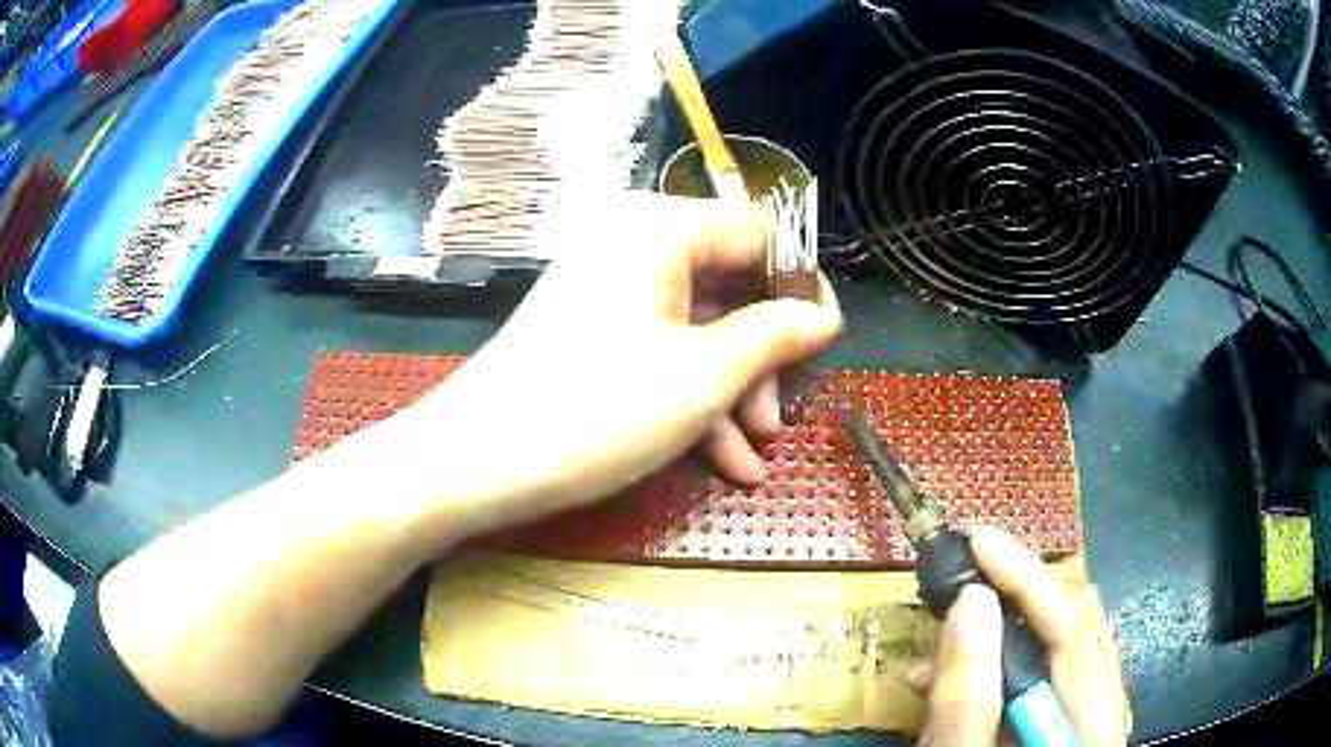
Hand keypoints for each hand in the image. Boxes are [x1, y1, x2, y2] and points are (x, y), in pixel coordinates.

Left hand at [405, 192, 842, 539]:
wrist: (474, 463)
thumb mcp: (702, 376)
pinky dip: (693, 398)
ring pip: (697, 326)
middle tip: (780, 416)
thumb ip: (774, 336)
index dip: (799, 285)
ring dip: (733, 388)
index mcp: (660, 229)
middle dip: (764, 355)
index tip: (824, 342)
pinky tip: (723, 460)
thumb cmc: (594, 410)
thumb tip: (824, 315)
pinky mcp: (592, 333)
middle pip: (729, 284)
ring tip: (755, 450)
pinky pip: (660, 351)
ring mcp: (608, 291)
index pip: (758, 232)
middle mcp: (633, 245)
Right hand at [922, 527, 1129, 746]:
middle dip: (1023, 585)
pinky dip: (1013, 650)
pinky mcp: (1077, 716)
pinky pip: (1058, 662)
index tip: (976, 541)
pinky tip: (966, 668)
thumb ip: (967, 698)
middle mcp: (1108, 709)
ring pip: (1071, 634)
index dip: (1027, 577)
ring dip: (1013, 616)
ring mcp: (1097, 711)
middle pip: (1081, 620)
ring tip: (952, 623)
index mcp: (1092, 727)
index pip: (1073, 632)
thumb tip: (970, 604)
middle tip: (968, 567)